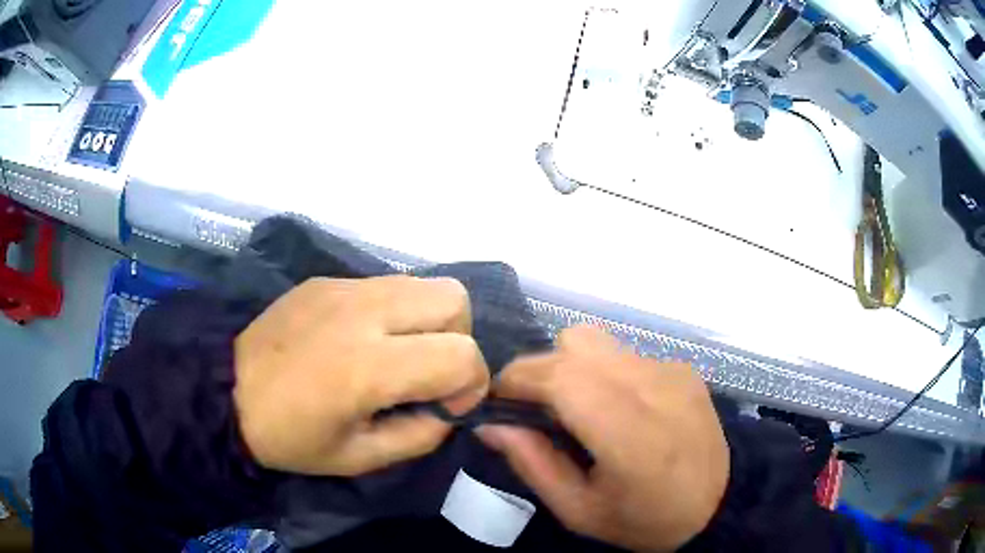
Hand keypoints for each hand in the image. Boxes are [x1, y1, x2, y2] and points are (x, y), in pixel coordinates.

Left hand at [234, 275, 489, 475]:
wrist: (226, 393)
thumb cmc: (290, 438)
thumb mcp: (359, 459)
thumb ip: (420, 435)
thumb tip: (447, 408)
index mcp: (367, 366)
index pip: (461, 354)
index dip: (471, 384)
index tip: (447, 404)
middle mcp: (362, 313)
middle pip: (454, 299)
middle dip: (458, 338)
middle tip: (428, 371)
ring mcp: (343, 287)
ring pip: (425, 283)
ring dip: (430, 321)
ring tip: (399, 353)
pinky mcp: (327, 279)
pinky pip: (387, 284)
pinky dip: (396, 311)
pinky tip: (364, 339)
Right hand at [478, 326, 728, 551]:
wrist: (718, 505)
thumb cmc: (644, 519)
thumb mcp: (579, 511)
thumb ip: (532, 464)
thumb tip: (489, 425)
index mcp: (629, 433)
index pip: (560, 377)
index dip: (518, 380)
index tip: (496, 400)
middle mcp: (653, 388)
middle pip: (574, 344)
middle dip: (538, 369)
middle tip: (530, 407)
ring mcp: (671, 371)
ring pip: (597, 342)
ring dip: (569, 366)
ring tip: (572, 407)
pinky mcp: (682, 367)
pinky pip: (624, 354)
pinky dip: (602, 372)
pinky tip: (615, 407)